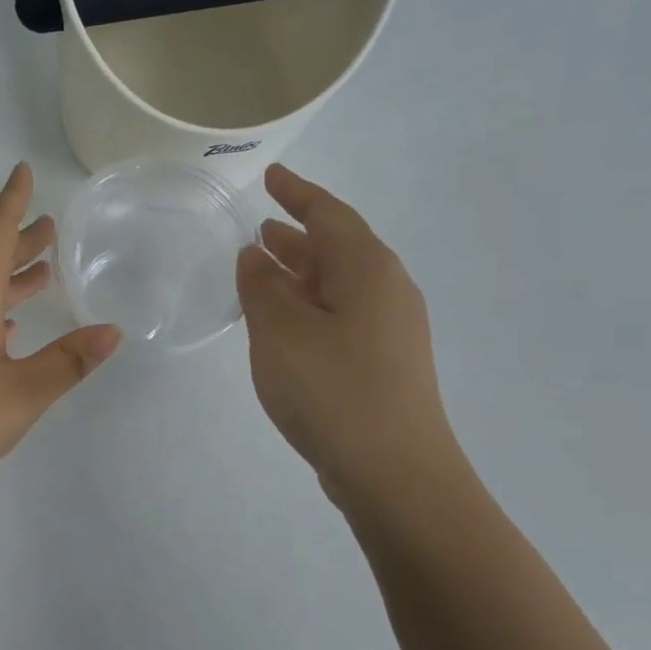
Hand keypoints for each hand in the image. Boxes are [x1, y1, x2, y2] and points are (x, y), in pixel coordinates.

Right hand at [236, 165, 461, 506]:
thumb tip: (256, 254)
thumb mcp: (281, 330)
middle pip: (337, 247)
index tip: (270, 177)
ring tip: (261, 265)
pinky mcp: (382, 362)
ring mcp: (389, 329)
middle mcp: (387, 290)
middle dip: (297, 233)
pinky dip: (307, 304)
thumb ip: (262, 285)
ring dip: (299, 271)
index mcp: (368, 269)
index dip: (297, 193)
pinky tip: (282, 320)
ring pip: (337, 283)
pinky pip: (339, 314)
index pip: (329, 214)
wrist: (394, 472)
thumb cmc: (332, 389)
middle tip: (257, 226)